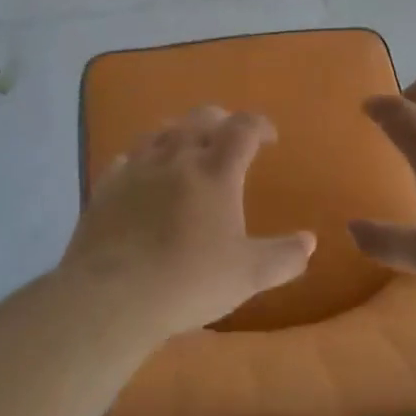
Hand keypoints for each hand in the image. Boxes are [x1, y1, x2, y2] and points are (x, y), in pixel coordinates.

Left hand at [62, 105, 316, 338]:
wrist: (112, 296)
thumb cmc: (189, 281)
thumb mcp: (249, 275)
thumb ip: (284, 257)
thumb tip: (309, 242)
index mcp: (216, 171)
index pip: (243, 128)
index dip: (260, 125)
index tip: (269, 138)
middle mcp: (176, 157)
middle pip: (201, 118)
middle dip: (221, 121)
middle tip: (230, 139)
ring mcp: (137, 169)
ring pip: (161, 131)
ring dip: (180, 132)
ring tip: (187, 149)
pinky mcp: (106, 187)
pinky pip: (127, 159)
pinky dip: (143, 159)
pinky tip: (144, 175)